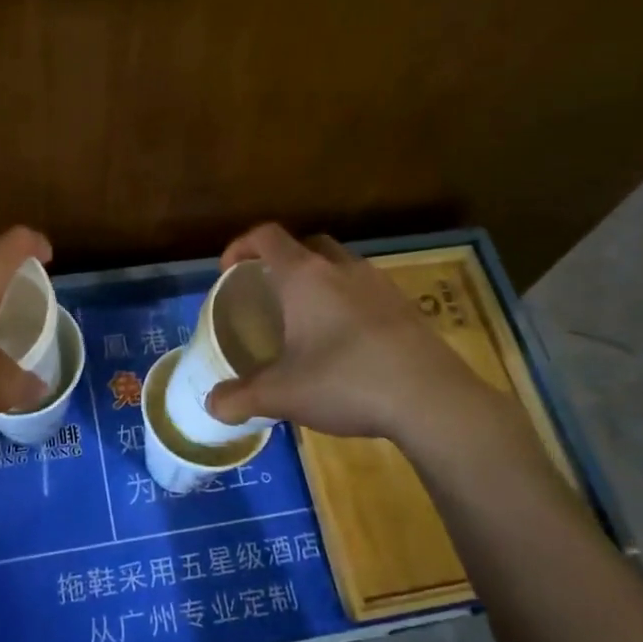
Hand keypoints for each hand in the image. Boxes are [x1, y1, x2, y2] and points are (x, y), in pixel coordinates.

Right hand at [205, 225, 516, 445]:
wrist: (430, 399)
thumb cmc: (346, 382)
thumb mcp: (283, 395)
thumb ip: (242, 397)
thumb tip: (213, 405)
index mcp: (305, 276)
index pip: (268, 236)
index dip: (242, 245)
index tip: (229, 270)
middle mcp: (342, 269)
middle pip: (307, 244)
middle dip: (283, 259)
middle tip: (269, 290)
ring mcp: (379, 284)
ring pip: (341, 265)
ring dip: (319, 278)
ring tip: (308, 316)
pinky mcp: (406, 307)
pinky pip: (366, 289)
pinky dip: (348, 301)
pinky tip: (347, 341)